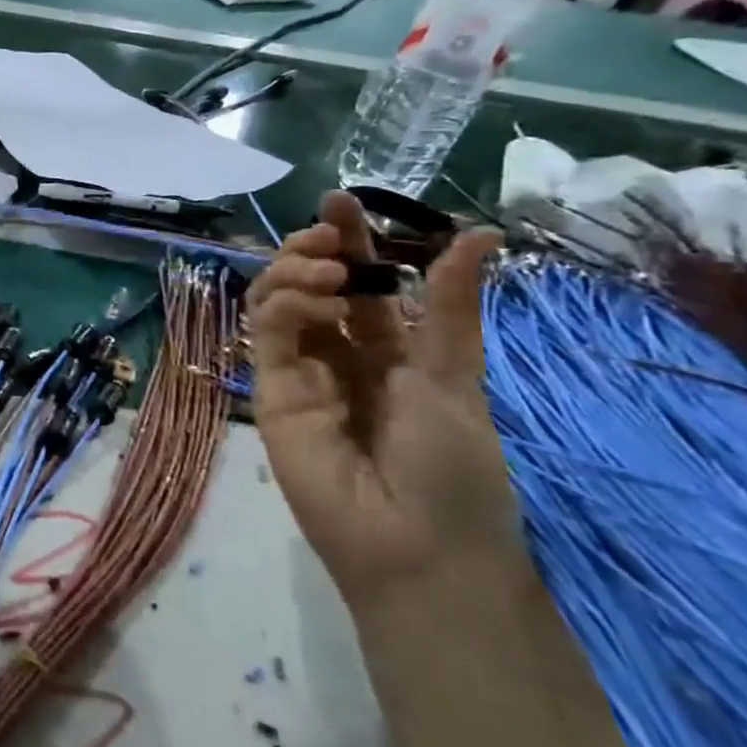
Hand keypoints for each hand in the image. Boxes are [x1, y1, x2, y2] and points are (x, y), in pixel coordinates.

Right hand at [246, 190, 518, 608]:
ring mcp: (298, 370)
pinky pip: (266, 334)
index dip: (350, 240)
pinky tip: (313, 302)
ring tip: (324, 271)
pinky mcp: (268, 389)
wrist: (415, 545)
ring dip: (292, 272)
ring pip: (275, 301)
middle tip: (327, 231)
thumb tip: (480, 232)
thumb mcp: (454, 375)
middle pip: (309, 284)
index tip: (340, 201)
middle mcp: (337, 352)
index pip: (361, 283)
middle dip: (313, 249)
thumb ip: (450, 306)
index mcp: (388, 349)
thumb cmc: (452, 466)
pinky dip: (282, 307)